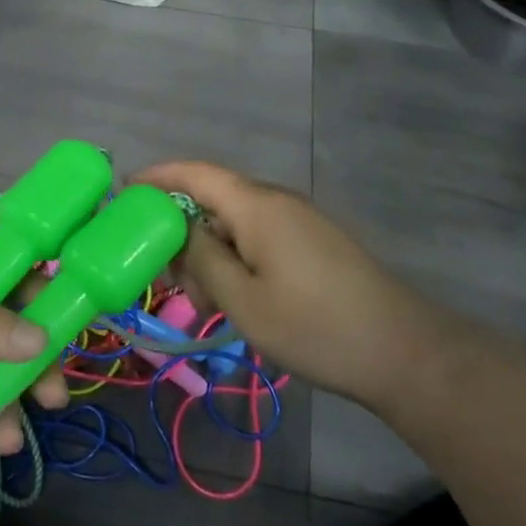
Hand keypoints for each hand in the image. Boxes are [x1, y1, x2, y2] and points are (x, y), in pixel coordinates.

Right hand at [137, 161, 461, 409]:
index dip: (157, 176)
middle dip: (180, 230)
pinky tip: (232, 297)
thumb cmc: (314, 326)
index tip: (122, 193)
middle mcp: (276, 202)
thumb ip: (202, 259)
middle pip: (213, 198)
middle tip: (162, 274)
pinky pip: (258, 237)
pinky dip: (234, 259)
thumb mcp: (243, 300)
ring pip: (235, 223)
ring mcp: (298, 221)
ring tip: (199, 300)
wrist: (403, 352)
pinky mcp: (312, 243)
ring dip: (208, 252)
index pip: (195, 173)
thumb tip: (178, 229)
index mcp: (257, 206)